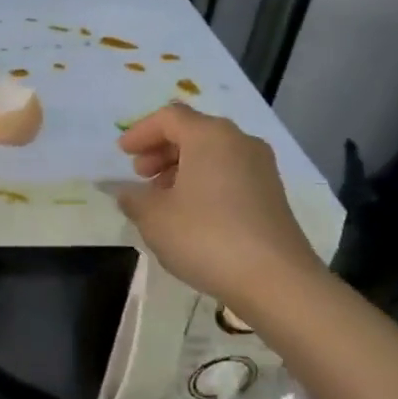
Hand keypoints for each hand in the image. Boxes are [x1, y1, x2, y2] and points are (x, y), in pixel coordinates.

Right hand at [115, 102, 324, 306]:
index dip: (140, 132)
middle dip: (161, 150)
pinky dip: (204, 182)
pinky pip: (229, 174)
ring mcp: (261, 168)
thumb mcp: (154, 218)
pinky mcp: (272, 194)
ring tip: (161, 197)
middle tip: (140, 175)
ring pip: (212, 154)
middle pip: (193, 132)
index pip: (169, 117)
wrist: (276, 280)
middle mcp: (239, 142)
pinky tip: (190, 213)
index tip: (122, 154)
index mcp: (210, 135)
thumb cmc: (206, 237)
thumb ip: (134, 198)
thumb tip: (128, 192)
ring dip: (181, 168)